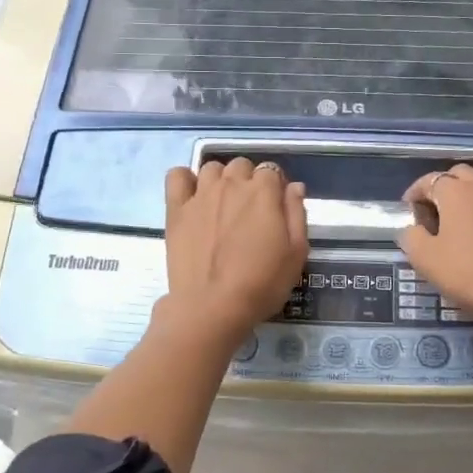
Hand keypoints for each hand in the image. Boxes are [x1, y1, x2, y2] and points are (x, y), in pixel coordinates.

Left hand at [162, 159, 308, 342]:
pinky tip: (193, 197)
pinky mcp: (176, 209)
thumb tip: (294, 186)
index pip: (271, 171)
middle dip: (248, 181)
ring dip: (221, 179)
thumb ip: (296, 214)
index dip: (275, 187)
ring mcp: (200, 195)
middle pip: (241, 166)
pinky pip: (177, 176)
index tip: (275, 209)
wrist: (212, 307)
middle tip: (250, 211)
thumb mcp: (296, 253)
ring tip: (222, 205)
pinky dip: (185, 179)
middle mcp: (231, 184)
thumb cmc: (261, 284)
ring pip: (212, 168)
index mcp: (263, 192)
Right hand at [398, 166, 472, 324]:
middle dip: (444, 188)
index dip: (416, 193)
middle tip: (436, 214)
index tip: (410, 211)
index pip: (429, 181)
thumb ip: (411, 237)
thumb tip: (414, 229)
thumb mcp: (424, 259)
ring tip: (468, 219)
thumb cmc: (468, 273)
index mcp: (455, 192)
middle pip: (460, 175)